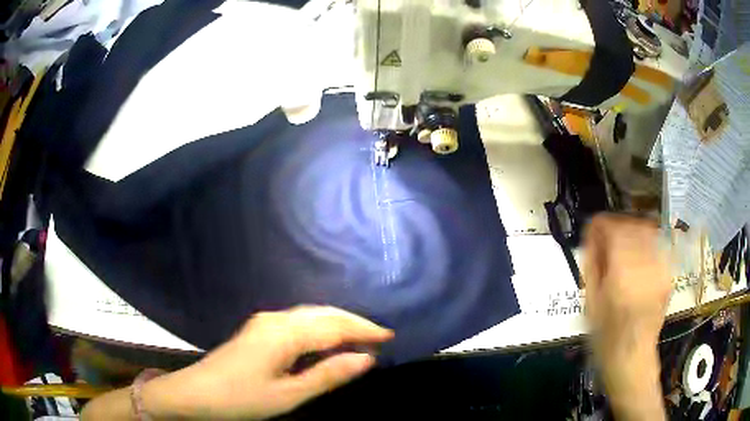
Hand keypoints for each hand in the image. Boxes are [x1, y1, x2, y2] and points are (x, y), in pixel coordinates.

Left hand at [143, 306, 393, 418]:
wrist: (195, 393)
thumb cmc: (242, 399)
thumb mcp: (289, 395)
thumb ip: (328, 375)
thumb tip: (366, 359)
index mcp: (284, 333)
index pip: (334, 326)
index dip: (364, 330)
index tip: (390, 336)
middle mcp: (276, 319)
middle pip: (323, 314)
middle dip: (354, 323)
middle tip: (379, 337)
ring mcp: (264, 321)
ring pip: (310, 315)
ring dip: (337, 324)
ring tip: (360, 339)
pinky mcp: (259, 329)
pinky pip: (298, 321)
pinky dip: (320, 328)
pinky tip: (327, 340)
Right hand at [584, 214, 671, 353]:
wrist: (632, 355)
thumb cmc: (606, 334)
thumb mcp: (591, 301)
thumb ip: (592, 263)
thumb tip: (592, 234)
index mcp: (622, 275)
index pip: (614, 230)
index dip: (601, 223)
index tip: (593, 227)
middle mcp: (646, 266)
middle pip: (632, 225)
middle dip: (617, 224)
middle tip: (606, 236)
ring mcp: (661, 268)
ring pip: (647, 230)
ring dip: (632, 230)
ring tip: (622, 244)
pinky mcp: (669, 273)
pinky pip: (656, 244)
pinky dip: (645, 242)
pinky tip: (637, 256)